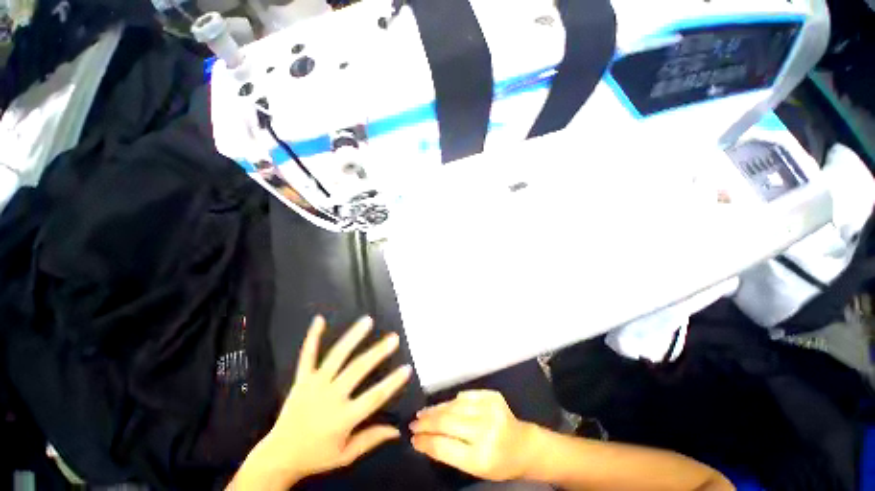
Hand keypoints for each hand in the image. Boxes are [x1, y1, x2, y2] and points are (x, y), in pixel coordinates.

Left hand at [233, 316, 411, 489]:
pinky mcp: (302, 380)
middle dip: (378, 352)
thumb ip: (371, 439)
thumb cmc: (316, 456)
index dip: (393, 382)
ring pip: (336, 356)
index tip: (407, 368)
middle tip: (393, 338)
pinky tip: (319, 320)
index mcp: (343, 418)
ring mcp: (314, 385)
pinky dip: (312, 337)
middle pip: (358, 370)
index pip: (374, 397)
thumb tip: (397, 430)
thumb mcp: (346, 455)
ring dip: (353, 337)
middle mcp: (330, 397)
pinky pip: (307, 356)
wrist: (278, 457)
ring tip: (367, 321)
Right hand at [410, 390, 542, 481]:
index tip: (412, 438)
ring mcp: (490, 410)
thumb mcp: (474, 468)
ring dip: (436, 409)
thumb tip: (424, 440)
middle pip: (447, 422)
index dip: (425, 441)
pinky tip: (445, 406)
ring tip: (423, 413)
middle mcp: (486, 431)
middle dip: (427, 422)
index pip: (445, 447)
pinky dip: (453, 401)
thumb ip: (449, 453)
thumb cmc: (498, 463)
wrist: (524, 446)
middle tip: (413, 423)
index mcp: (481, 457)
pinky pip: (466, 396)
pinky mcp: (493, 396)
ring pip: (454, 406)